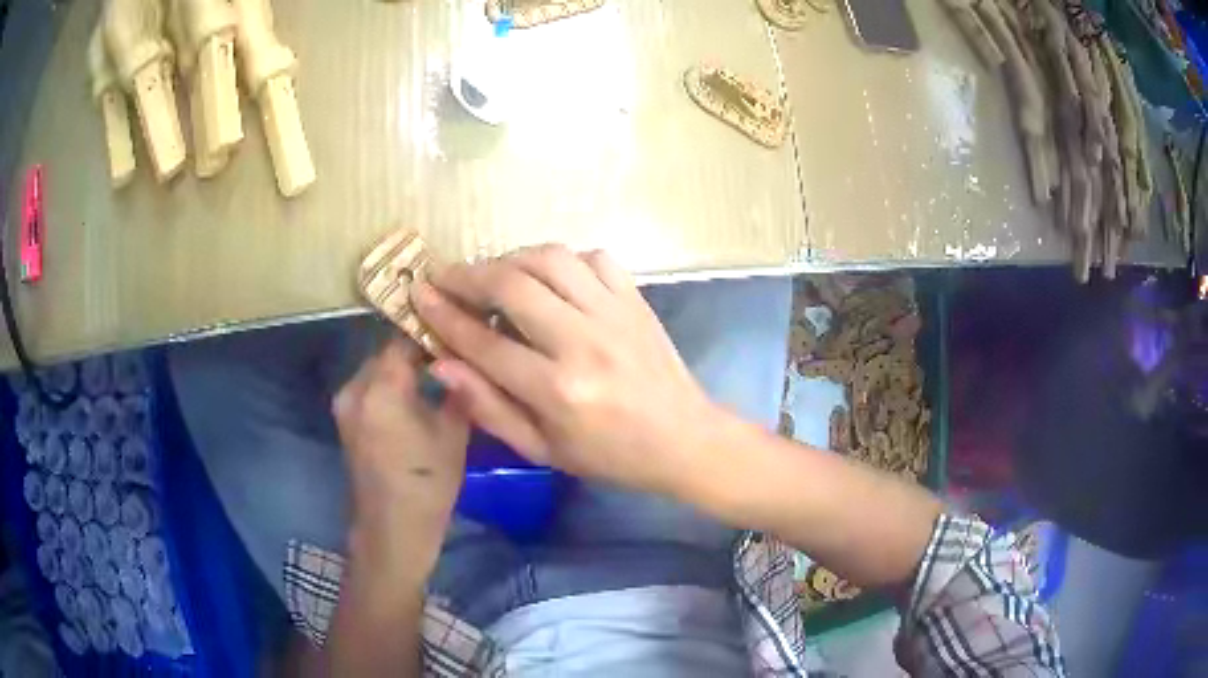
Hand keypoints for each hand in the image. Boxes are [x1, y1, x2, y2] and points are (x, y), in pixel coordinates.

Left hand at [332, 337, 468, 569]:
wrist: (392, 529)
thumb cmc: (428, 483)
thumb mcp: (454, 434)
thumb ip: (457, 389)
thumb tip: (465, 360)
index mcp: (381, 387)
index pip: (403, 338)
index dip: (429, 331)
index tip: (455, 332)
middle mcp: (355, 388)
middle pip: (386, 353)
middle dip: (415, 350)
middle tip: (449, 355)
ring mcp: (345, 405)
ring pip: (376, 370)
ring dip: (401, 369)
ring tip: (434, 375)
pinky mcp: (345, 421)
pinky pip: (369, 389)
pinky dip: (389, 387)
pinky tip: (414, 398)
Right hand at [410, 245, 723, 495]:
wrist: (683, 438)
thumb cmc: (609, 455)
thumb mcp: (542, 449)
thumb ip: (489, 407)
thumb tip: (441, 362)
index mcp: (558, 390)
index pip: (485, 342)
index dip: (444, 316)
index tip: (419, 295)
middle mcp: (584, 343)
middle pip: (513, 287)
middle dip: (468, 275)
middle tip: (445, 278)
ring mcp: (615, 314)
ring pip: (551, 260)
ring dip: (511, 259)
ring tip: (492, 274)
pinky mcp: (635, 299)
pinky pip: (593, 257)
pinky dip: (563, 259)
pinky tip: (550, 278)